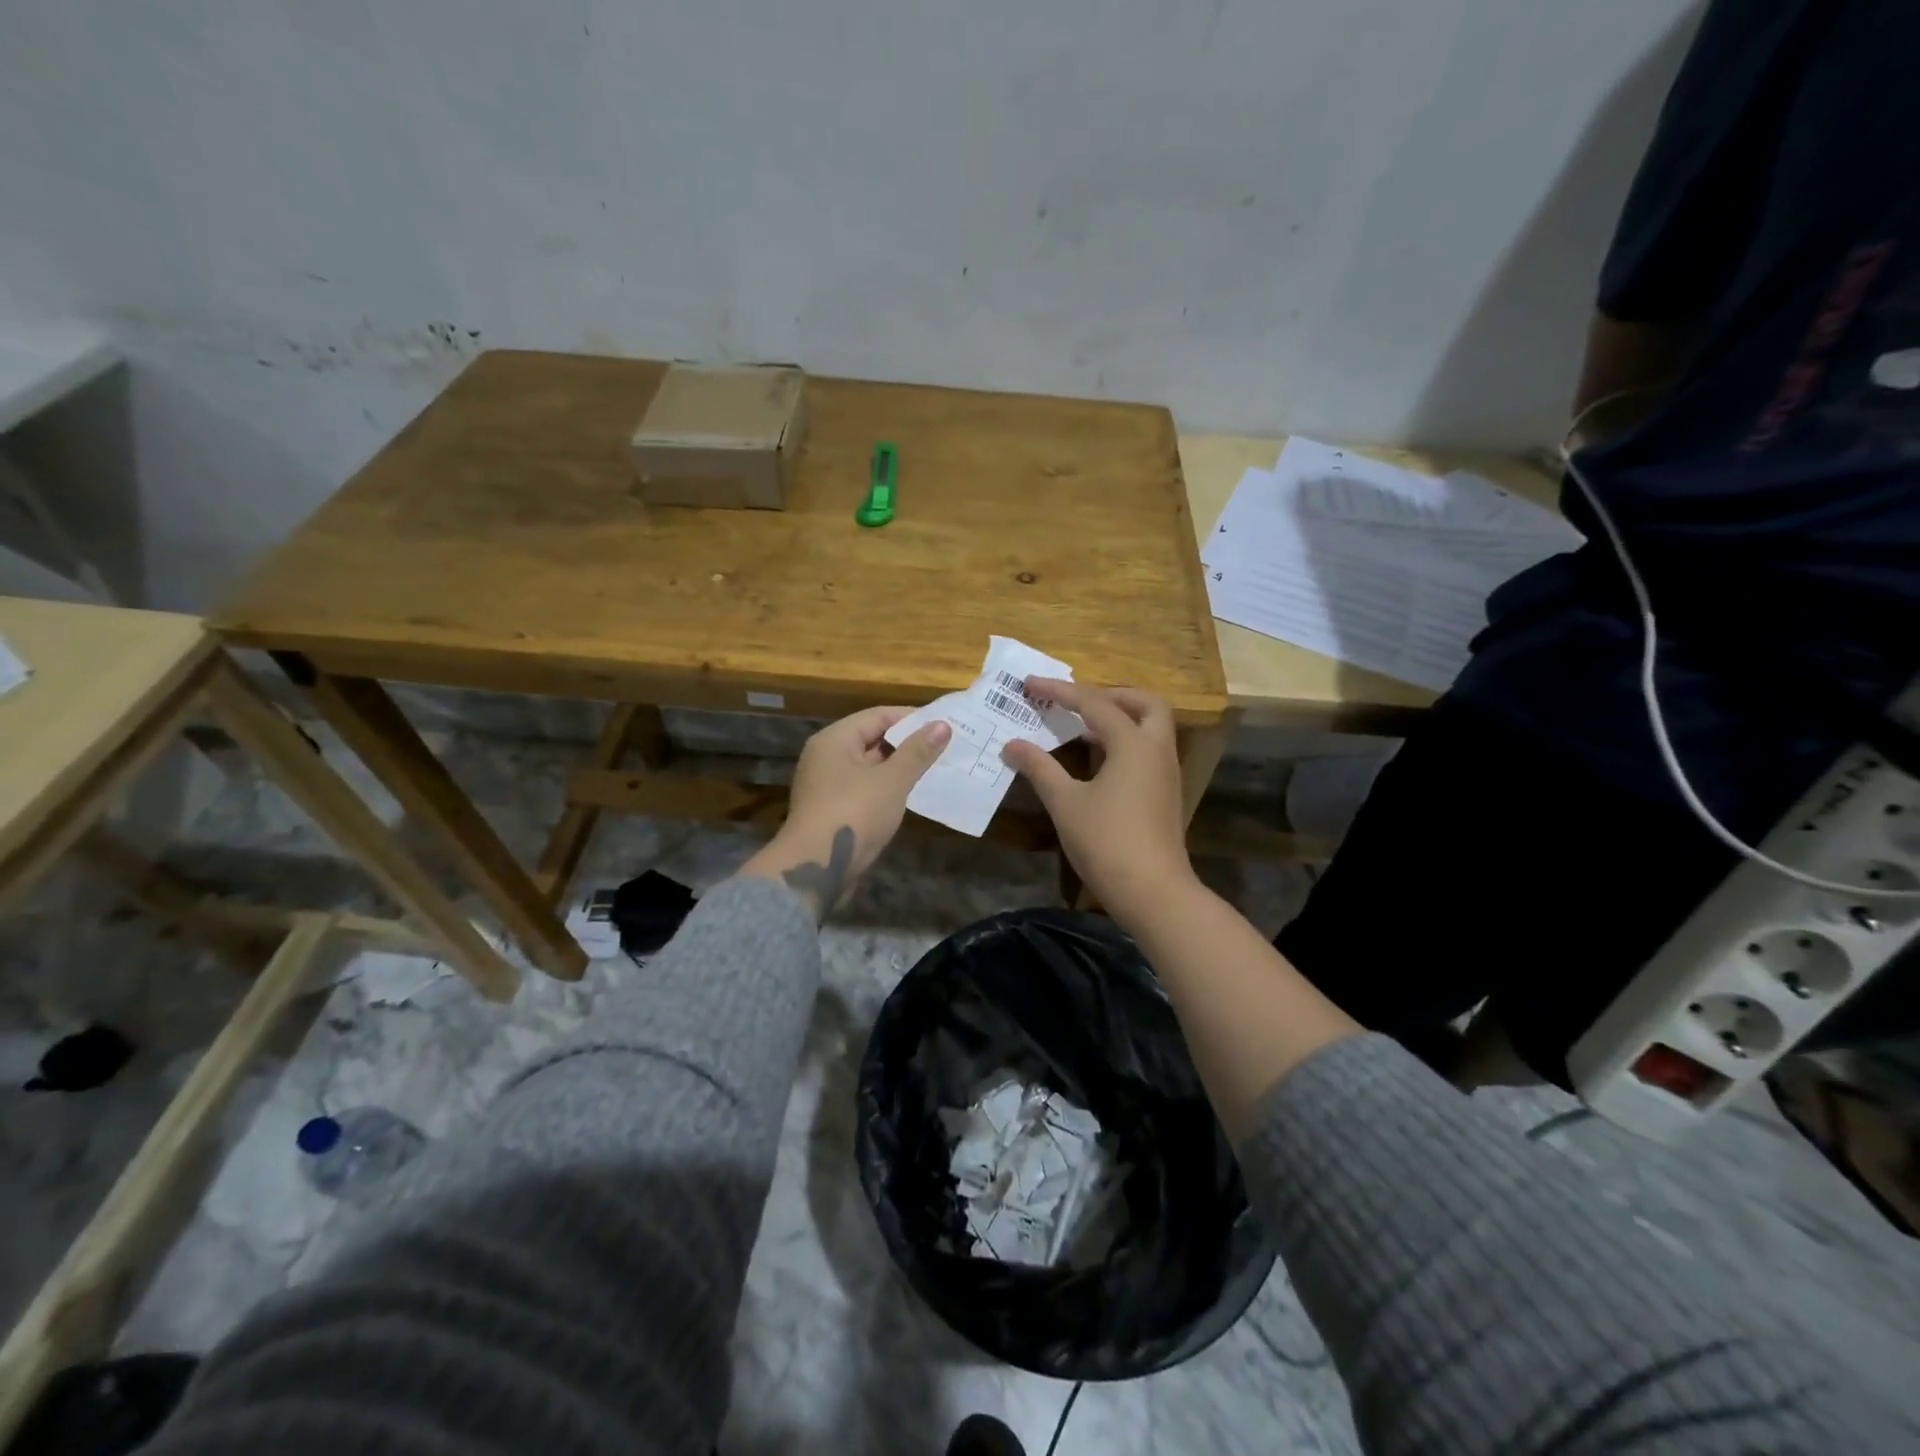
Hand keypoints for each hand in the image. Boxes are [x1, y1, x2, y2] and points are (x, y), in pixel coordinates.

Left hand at [740, 706, 950, 918]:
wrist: (816, 868)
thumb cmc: (854, 814)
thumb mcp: (892, 780)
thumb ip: (917, 752)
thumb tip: (942, 724)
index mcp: (835, 739)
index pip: (878, 715)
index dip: (912, 717)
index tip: (943, 724)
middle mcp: (827, 756)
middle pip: (872, 739)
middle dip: (908, 743)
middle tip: (946, 746)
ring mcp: (828, 785)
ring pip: (870, 766)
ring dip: (900, 767)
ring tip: (936, 768)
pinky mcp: (834, 810)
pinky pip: (866, 788)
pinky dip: (888, 788)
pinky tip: (913, 794)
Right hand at [1001, 680, 1195, 917]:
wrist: (1152, 892)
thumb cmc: (1106, 842)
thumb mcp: (1065, 803)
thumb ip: (1039, 768)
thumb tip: (1012, 745)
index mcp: (1133, 743)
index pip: (1094, 703)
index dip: (1059, 691)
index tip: (1029, 685)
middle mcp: (1156, 750)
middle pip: (1145, 703)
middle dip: (1112, 694)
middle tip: (1077, 701)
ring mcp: (1165, 772)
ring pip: (1150, 727)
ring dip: (1120, 717)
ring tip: (1081, 725)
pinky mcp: (1164, 793)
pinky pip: (1147, 750)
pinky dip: (1124, 741)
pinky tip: (1096, 758)